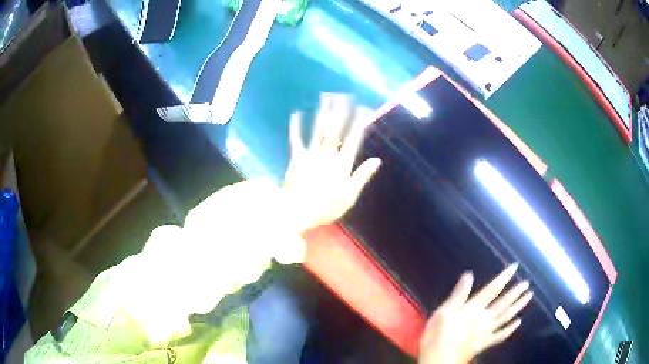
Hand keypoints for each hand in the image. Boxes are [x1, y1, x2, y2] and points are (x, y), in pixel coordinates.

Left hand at [282, 93, 381, 232]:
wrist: (298, 212)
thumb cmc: (325, 208)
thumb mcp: (349, 196)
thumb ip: (362, 176)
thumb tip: (377, 160)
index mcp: (342, 164)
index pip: (353, 139)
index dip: (358, 123)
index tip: (363, 108)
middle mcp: (328, 155)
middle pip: (335, 130)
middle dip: (340, 111)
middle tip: (344, 95)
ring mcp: (311, 155)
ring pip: (318, 130)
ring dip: (322, 113)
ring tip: (326, 97)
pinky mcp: (296, 158)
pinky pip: (296, 139)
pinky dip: (296, 126)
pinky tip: (296, 113)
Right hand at [419, 264, 533, 363]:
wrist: (440, 358)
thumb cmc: (438, 335)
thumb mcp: (443, 312)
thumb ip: (458, 295)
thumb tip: (468, 275)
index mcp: (474, 308)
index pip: (493, 289)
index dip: (504, 277)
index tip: (515, 267)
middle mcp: (484, 318)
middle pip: (504, 302)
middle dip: (516, 291)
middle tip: (527, 283)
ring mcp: (487, 331)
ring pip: (506, 316)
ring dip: (518, 306)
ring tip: (528, 296)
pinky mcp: (485, 343)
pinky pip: (501, 335)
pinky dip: (510, 328)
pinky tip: (518, 323)